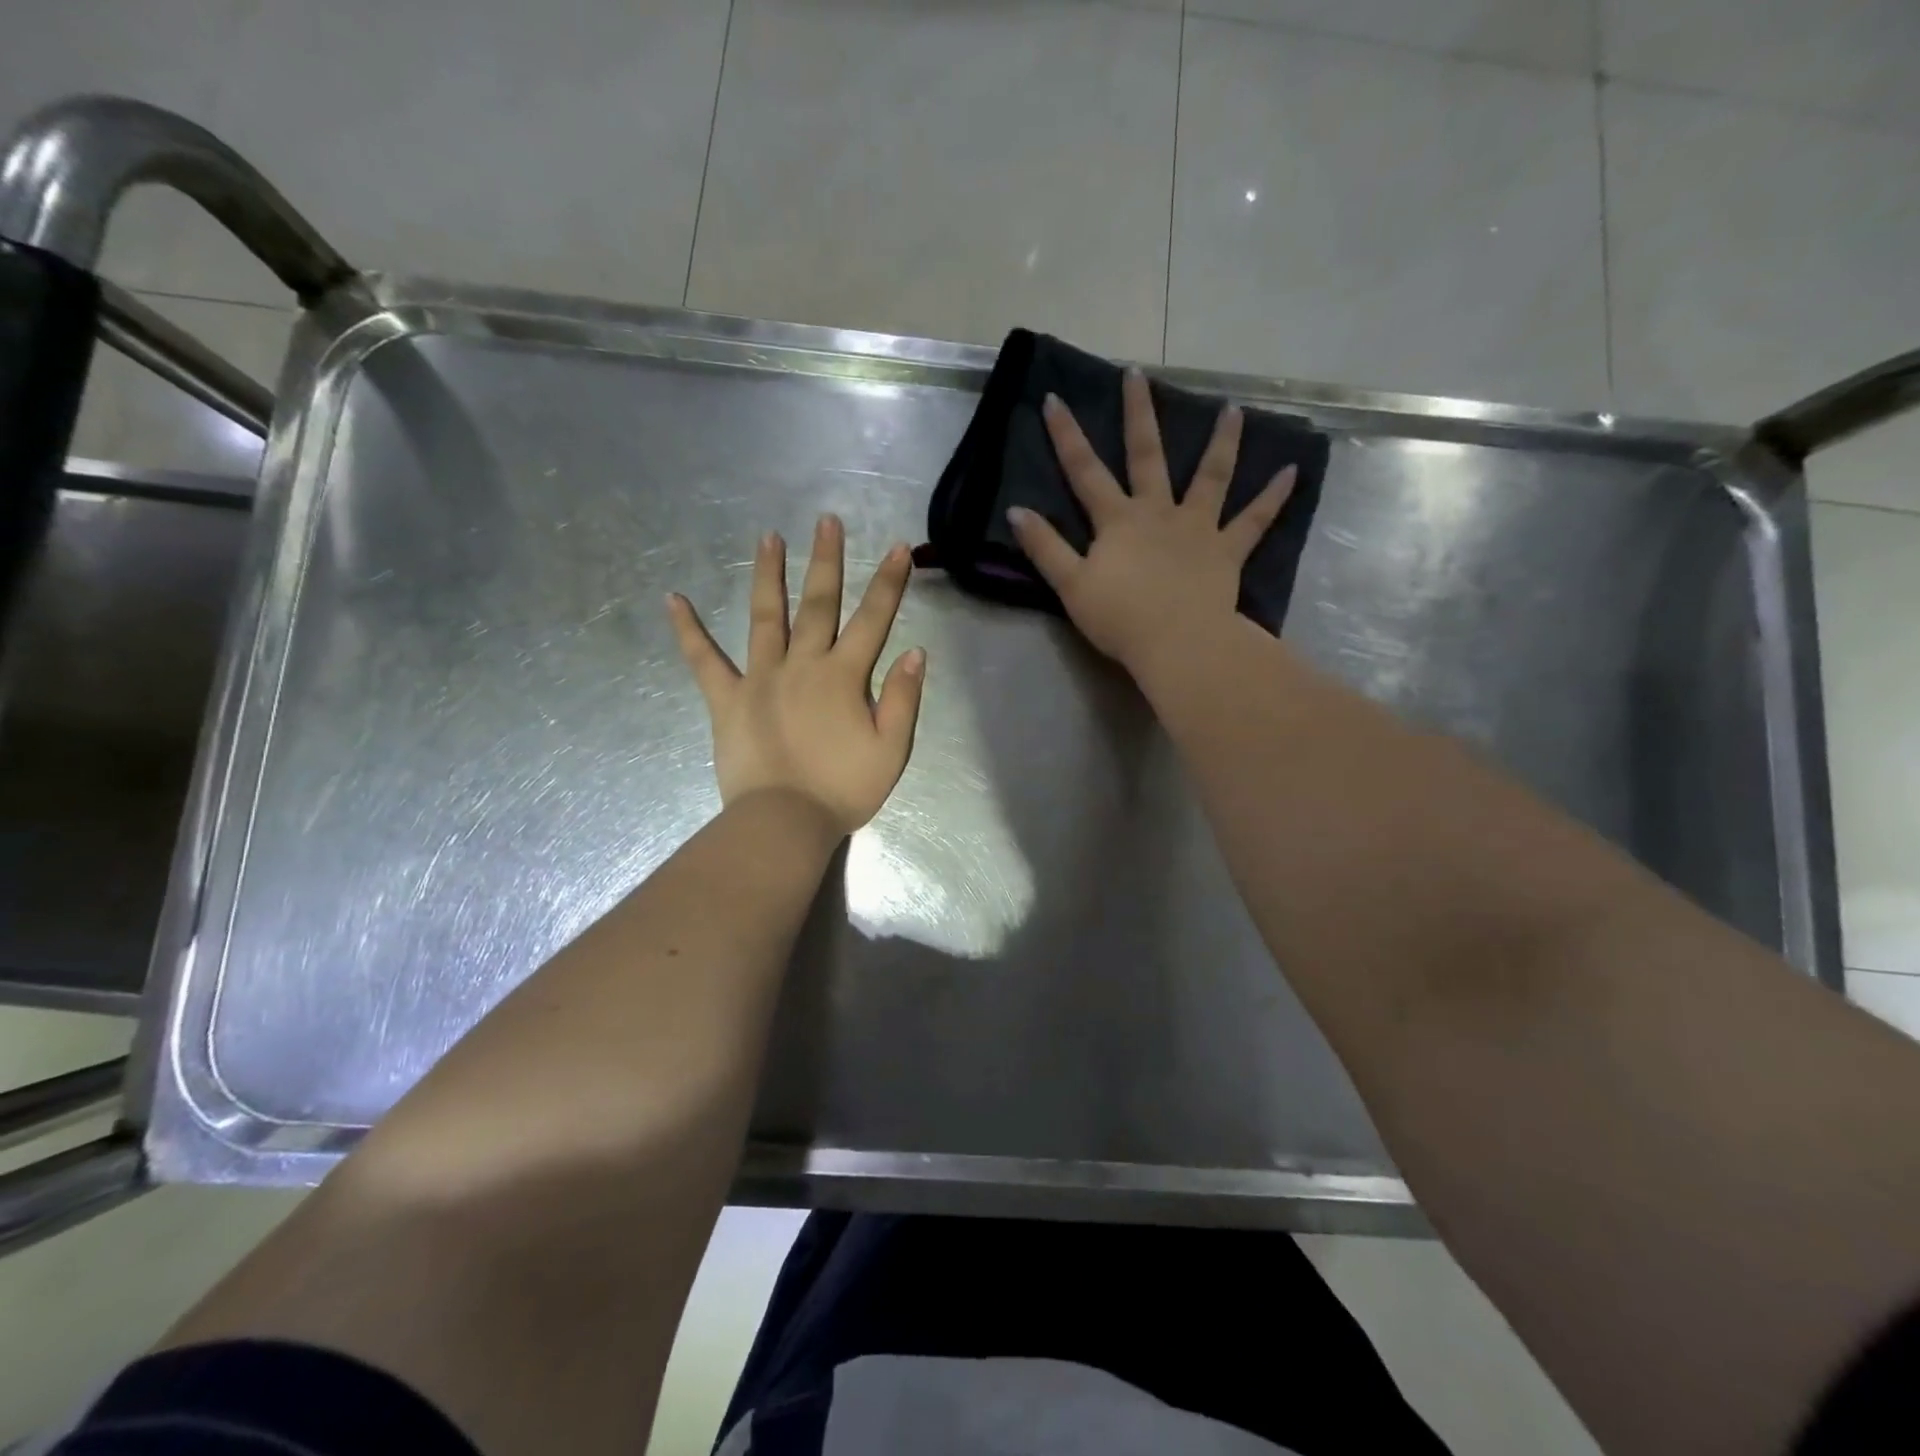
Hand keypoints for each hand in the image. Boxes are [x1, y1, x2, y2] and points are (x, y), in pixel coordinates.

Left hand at [667, 515, 925, 834]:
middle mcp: (802, 665)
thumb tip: (914, 652)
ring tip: (768, 537)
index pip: (873, 620)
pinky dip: (689, 631)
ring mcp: (760, 678)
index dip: (889, 583)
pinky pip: (704, 661)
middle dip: (826, 561)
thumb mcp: (891, 750)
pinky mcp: (727, 699)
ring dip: (767, 575)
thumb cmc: (843, 789)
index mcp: (844, 677)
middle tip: (826, 520)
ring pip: (765, 617)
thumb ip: (902, 699)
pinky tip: (674, 600)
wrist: (784, 822)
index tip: (898, 548)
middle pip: (817, 604)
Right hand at [1007, 367, 1295, 675]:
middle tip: (1137, 374)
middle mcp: (1158, 512)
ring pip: (1211, 476)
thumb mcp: (1071, 586)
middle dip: (1139, 414)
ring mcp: (1197, 528)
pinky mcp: (1227, 551)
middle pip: (1147, 456)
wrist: (1177, 643)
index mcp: (1118, 521)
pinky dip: (1273, 497)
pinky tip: (1292, 471)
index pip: (1085, 472)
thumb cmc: (1120, 618)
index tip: (1056, 399)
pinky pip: (1254, 521)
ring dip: (1221, 441)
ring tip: (1233, 409)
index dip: (1067, 436)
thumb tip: (1017, 511)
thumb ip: (1045, 548)